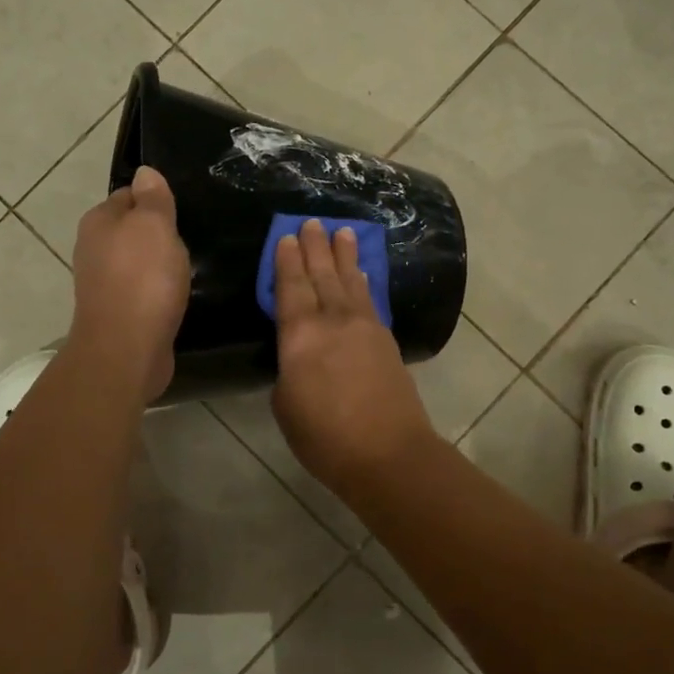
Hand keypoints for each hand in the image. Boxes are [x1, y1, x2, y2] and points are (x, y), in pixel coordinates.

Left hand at [69, 166, 190, 401]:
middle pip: (132, 230)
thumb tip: (144, 172)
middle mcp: (93, 249)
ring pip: (137, 261)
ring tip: (188, 268)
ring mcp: (103, 283)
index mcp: (98, 221)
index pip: (129, 195)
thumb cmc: (142, 279)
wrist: (126, 350)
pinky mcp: (117, 312)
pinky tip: (176, 295)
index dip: (156, 200)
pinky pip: (142, 290)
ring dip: (159, 264)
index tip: (183, 210)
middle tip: (191, 238)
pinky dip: (158, 290)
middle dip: (159, 233)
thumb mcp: (154, 226)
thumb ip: (152, 198)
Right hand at [272, 219, 435, 487]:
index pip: (291, 288)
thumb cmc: (325, 437)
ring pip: (349, 281)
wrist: (388, 452)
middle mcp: (333, 321)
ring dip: (343, 255)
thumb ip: (290, 371)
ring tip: (341, 231)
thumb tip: (299, 358)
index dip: (287, 262)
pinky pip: (370, 299)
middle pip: (322, 275)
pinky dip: (363, 281)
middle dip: (315, 247)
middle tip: (312, 221)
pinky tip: (362, 273)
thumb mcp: (286, 406)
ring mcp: (364, 327)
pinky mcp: (386, 339)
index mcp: (300, 336)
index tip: (287, 237)